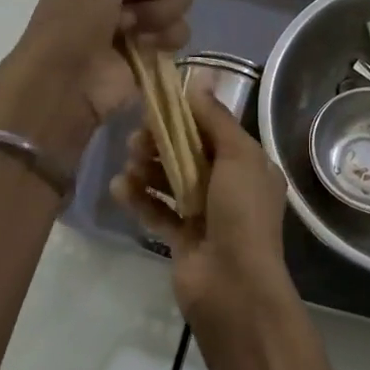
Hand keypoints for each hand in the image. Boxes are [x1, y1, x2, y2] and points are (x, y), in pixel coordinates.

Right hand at [111, 88, 296, 330]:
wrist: (234, 287)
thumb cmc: (242, 214)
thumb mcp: (238, 157)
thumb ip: (216, 120)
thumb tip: (199, 82)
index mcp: (250, 166)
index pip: (215, 132)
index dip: (187, 117)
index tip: (156, 106)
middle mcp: (230, 187)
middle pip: (189, 154)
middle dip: (161, 144)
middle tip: (136, 140)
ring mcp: (206, 214)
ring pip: (171, 181)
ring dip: (148, 169)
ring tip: (128, 164)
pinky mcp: (183, 238)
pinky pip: (158, 211)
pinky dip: (140, 199)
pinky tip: (119, 188)